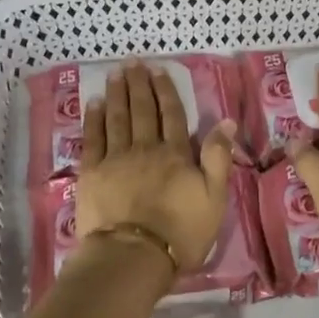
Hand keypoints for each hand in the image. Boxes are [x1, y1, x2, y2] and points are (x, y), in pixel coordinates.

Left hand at [77, 64, 236, 279]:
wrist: (133, 255)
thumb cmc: (180, 232)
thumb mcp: (214, 198)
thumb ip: (218, 158)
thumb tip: (226, 122)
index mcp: (175, 154)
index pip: (172, 115)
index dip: (166, 91)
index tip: (159, 71)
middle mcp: (145, 148)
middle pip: (142, 110)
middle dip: (139, 85)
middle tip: (133, 63)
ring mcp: (116, 159)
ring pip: (117, 118)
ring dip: (116, 94)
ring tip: (115, 74)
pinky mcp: (92, 173)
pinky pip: (93, 138)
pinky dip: (93, 119)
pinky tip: (93, 103)